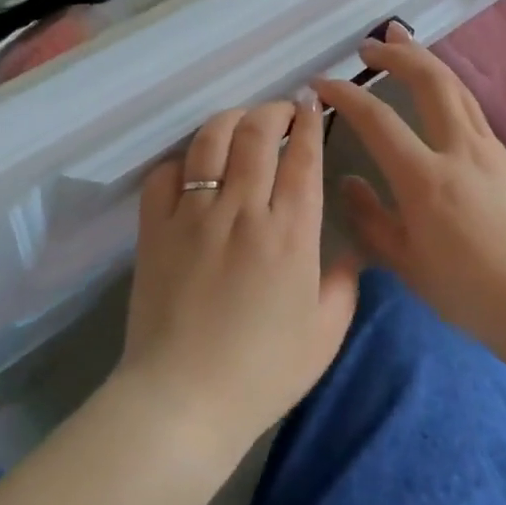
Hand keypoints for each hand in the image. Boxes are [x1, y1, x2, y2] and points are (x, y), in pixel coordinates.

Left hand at [116, 97, 358, 459]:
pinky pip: (164, 175)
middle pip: (256, 134)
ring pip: (210, 142)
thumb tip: (351, 249)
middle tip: (282, 112)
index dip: (310, 122)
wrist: (184, 399)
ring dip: (230, 120)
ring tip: (241, 122)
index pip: (303, 157)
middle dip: (273, 111)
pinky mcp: (154, 228)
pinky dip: (180, 162)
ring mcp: (193, 214)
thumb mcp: (325, 334)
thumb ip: (345, 283)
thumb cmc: (263, 371)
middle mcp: (242, 209)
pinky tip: (192, 168)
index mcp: (290, 232)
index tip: (312, 104)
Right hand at [315, 24, 505, 355]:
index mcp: (425, 178)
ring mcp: (491, 151)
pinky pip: (473, 112)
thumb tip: (348, 181)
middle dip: (397, 54)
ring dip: (427, 60)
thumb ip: (370, 218)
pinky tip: (438, 97)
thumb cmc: (467, 292)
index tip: (321, 83)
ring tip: (404, 43)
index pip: (376, 119)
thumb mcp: (405, 263)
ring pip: (457, 88)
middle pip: (430, 82)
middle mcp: (460, 151)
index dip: (345, 94)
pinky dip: (448, 90)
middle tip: (369, 44)